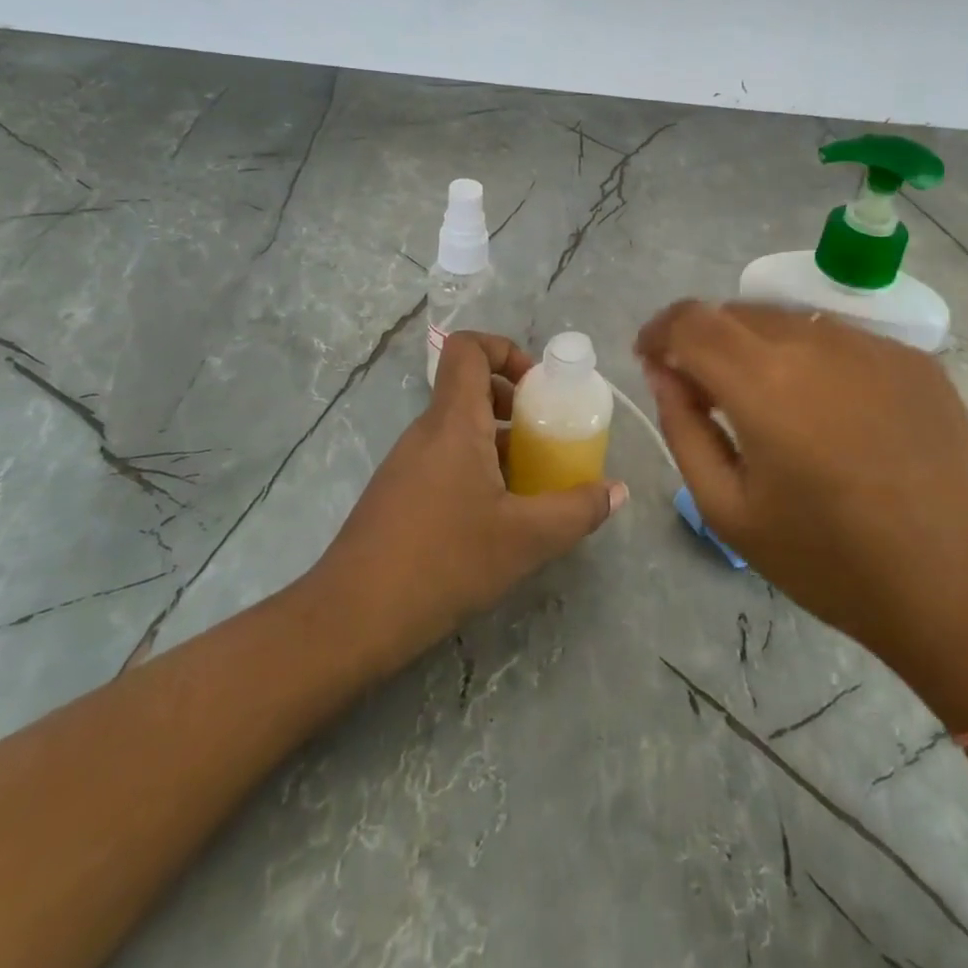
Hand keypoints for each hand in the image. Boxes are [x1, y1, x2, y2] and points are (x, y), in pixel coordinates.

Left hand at [316, 331, 626, 668]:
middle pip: (469, 388)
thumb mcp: (526, 539)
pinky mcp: (397, 494)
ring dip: (499, 442)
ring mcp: (407, 463)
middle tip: (546, 438)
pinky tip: (495, 518)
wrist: (351, 619)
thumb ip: (577, 511)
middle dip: (514, 403)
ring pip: (458, 428)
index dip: (505, 349)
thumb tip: (616, 491)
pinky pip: (444, 459)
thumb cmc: (443, 562)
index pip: (467, 348)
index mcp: (453, 422)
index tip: (537, 387)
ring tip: (530, 484)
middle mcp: (426, 431)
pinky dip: (476, 469)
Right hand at [636, 301, 967, 722]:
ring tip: (768, 405)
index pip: (690, 320)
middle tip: (704, 393)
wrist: (962, 588)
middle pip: (736, 312)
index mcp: (764, 381)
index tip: (651, 359)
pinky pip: (838, 338)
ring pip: (788, 320)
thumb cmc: (830, 562)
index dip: (660, 331)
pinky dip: (811, 358)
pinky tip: (829, 412)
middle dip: (704, 341)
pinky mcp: (913, 357)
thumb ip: (684, 428)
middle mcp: (817, 342)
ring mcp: (872, 344)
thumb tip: (665, 372)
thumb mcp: (729, 509)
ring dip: (757, 347)